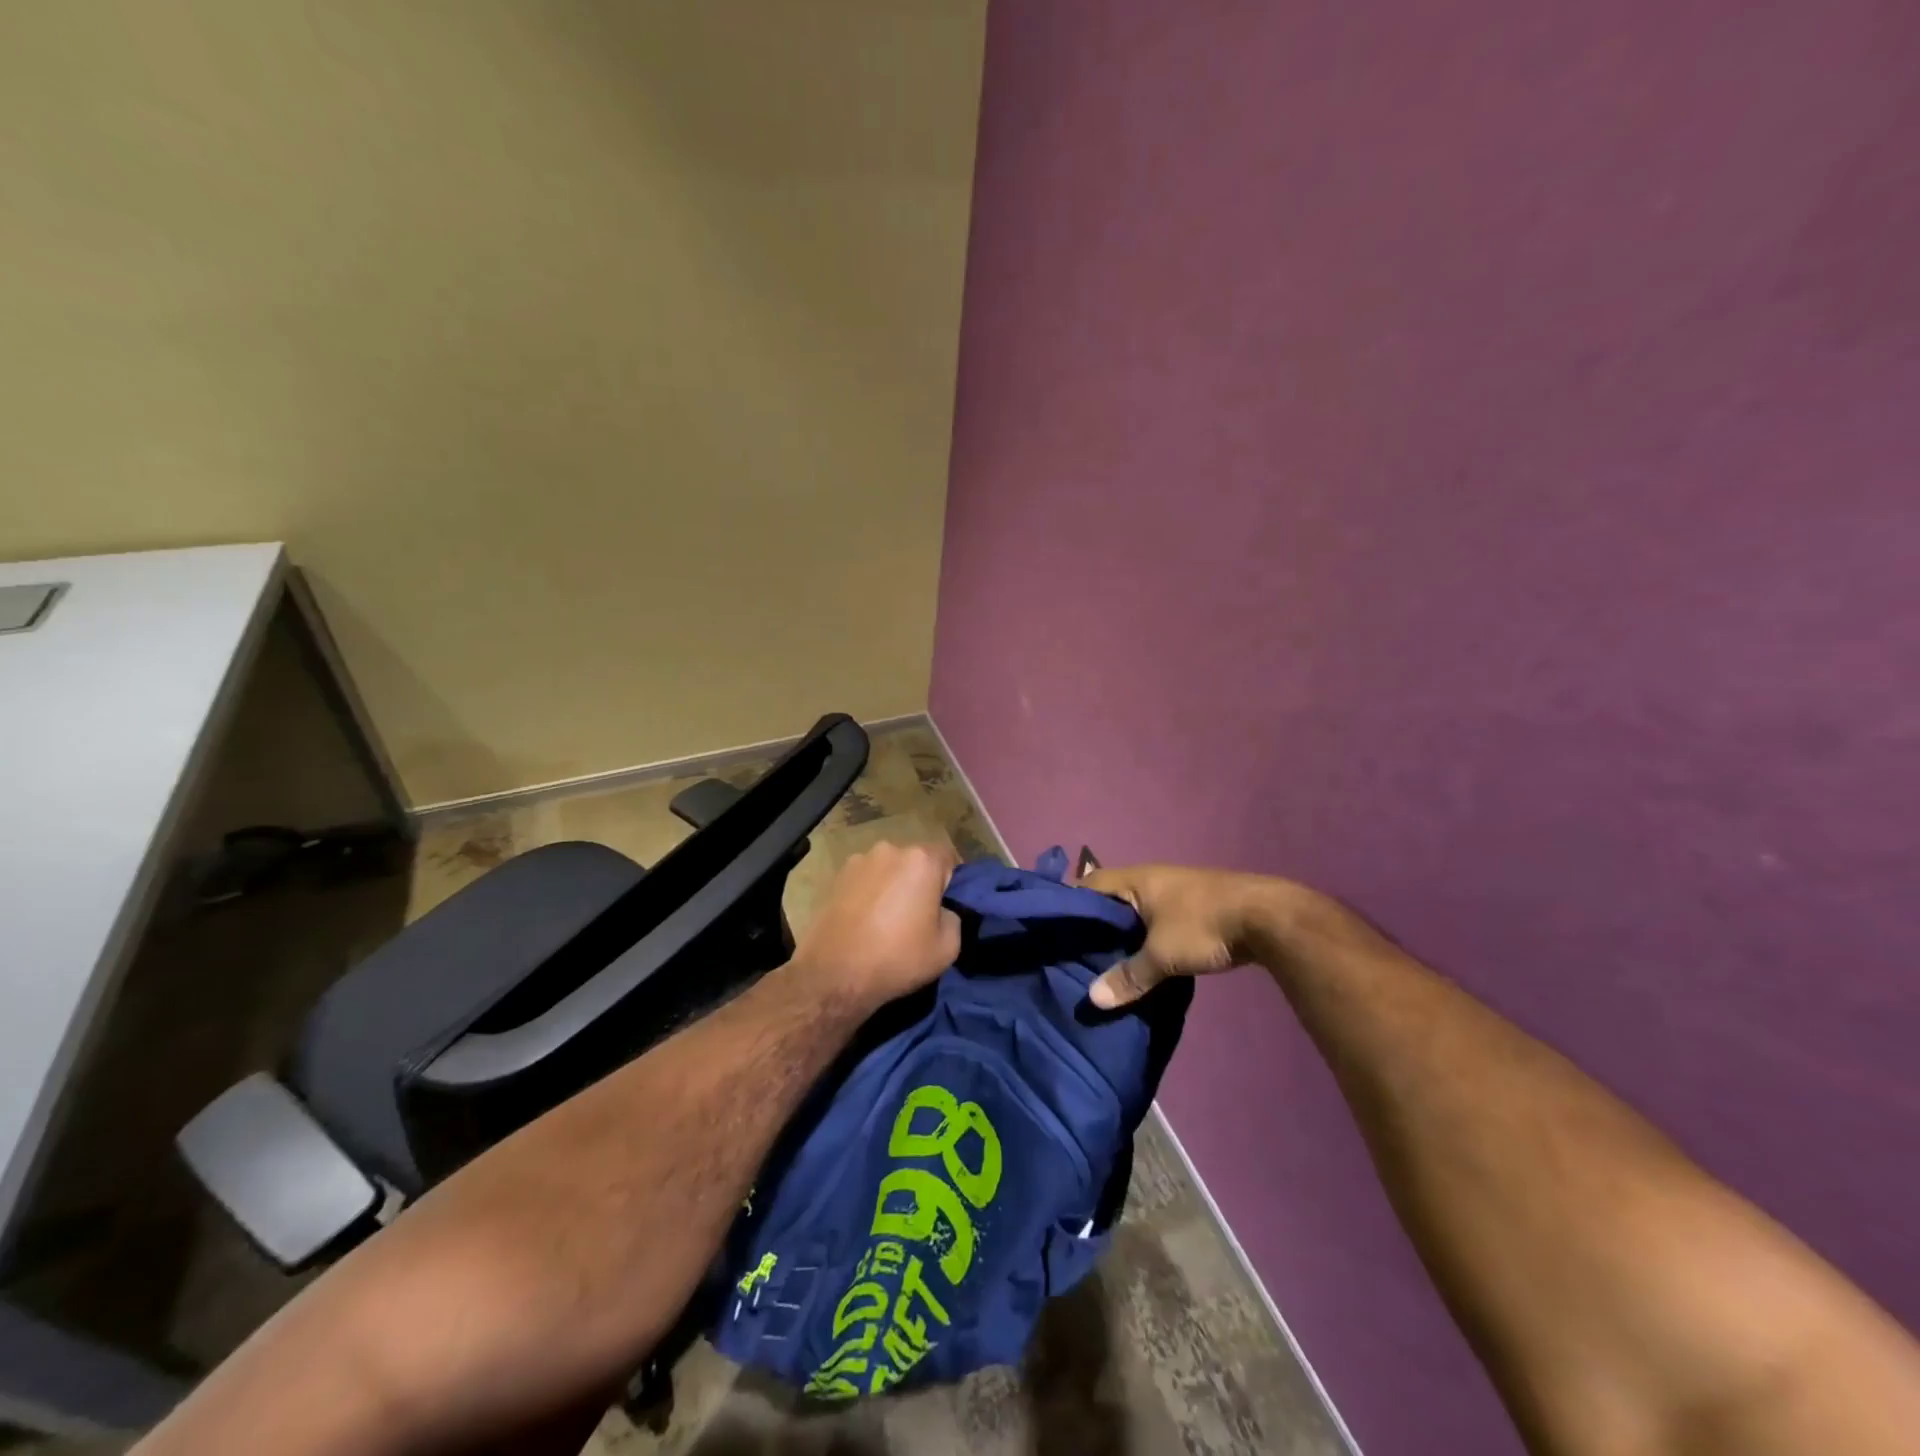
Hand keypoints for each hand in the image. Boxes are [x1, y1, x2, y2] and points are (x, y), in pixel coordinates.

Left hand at [792, 841, 961, 1007]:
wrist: (834, 975)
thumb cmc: (897, 958)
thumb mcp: (947, 948)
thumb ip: (953, 917)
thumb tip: (941, 910)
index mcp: (921, 860)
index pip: (947, 859)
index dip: (949, 884)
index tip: (943, 909)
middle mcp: (889, 850)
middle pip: (915, 861)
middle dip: (919, 882)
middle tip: (916, 915)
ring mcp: (858, 860)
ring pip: (888, 870)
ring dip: (892, 886)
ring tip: (885, 920)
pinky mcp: (836, 877)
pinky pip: (864, 880)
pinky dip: (868, 893)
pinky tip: (864, 921)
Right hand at [1082, 864, 1309, 1007]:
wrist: (1268, 918)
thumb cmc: (1204, 925)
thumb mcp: (1162, 955)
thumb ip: (1128, 975)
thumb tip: (1093, 999)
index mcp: (1136, 879)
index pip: (1089, 883)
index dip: (1070, 902)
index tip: (1053, 929)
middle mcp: (1151, 879)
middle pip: (1111, 898)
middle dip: (1095, 922)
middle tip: (1074, 951)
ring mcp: (1175, 892)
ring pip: (1136, 911)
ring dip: (1122, 931)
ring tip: (1103, 960)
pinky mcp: (1194, 908)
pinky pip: (1156, 920)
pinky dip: (1144, 937)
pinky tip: (1141, 959)